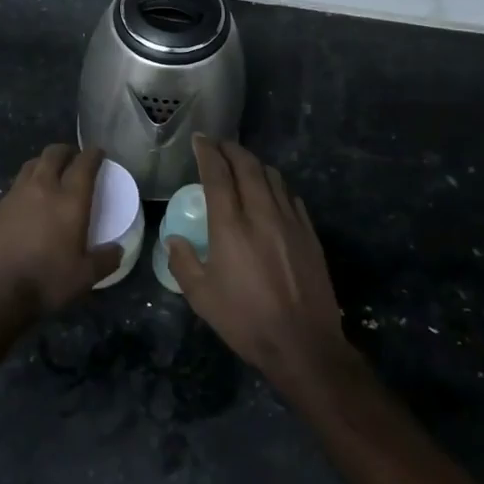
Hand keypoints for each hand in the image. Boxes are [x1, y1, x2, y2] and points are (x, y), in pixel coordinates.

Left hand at [0, 144, 123, 319]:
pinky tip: (22, 209)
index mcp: (69, 201)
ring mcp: (13, 196)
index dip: (93, 154)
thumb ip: (105, 260)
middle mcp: (41, 189)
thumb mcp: (84, 277)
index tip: (98, 152)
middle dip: (66, 151)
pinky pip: (11, 192)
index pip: (84, 164)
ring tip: (47, 176)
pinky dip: (21, 192)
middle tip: (72, 158)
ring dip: (42, 165)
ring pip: (30, 167)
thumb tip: (118, 250)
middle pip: (53, 154)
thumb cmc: (44, 281)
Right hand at [166, 136, 349, 387]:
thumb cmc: (246, 320)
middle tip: (218, 145)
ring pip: (273, 177)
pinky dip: (276, 186)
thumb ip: (183, 262)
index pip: (217, 174)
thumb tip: (174, 239)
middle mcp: (262, 213)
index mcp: (231, 226)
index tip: (200, 140)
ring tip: (242, 165)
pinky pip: (291, 197)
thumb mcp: (201, 297)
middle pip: (248, 166)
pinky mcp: (309, 233)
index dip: (207, 152)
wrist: (303, 343)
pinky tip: (271, 194)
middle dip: (231, 149)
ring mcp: (290, 221)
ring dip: (254, 164)